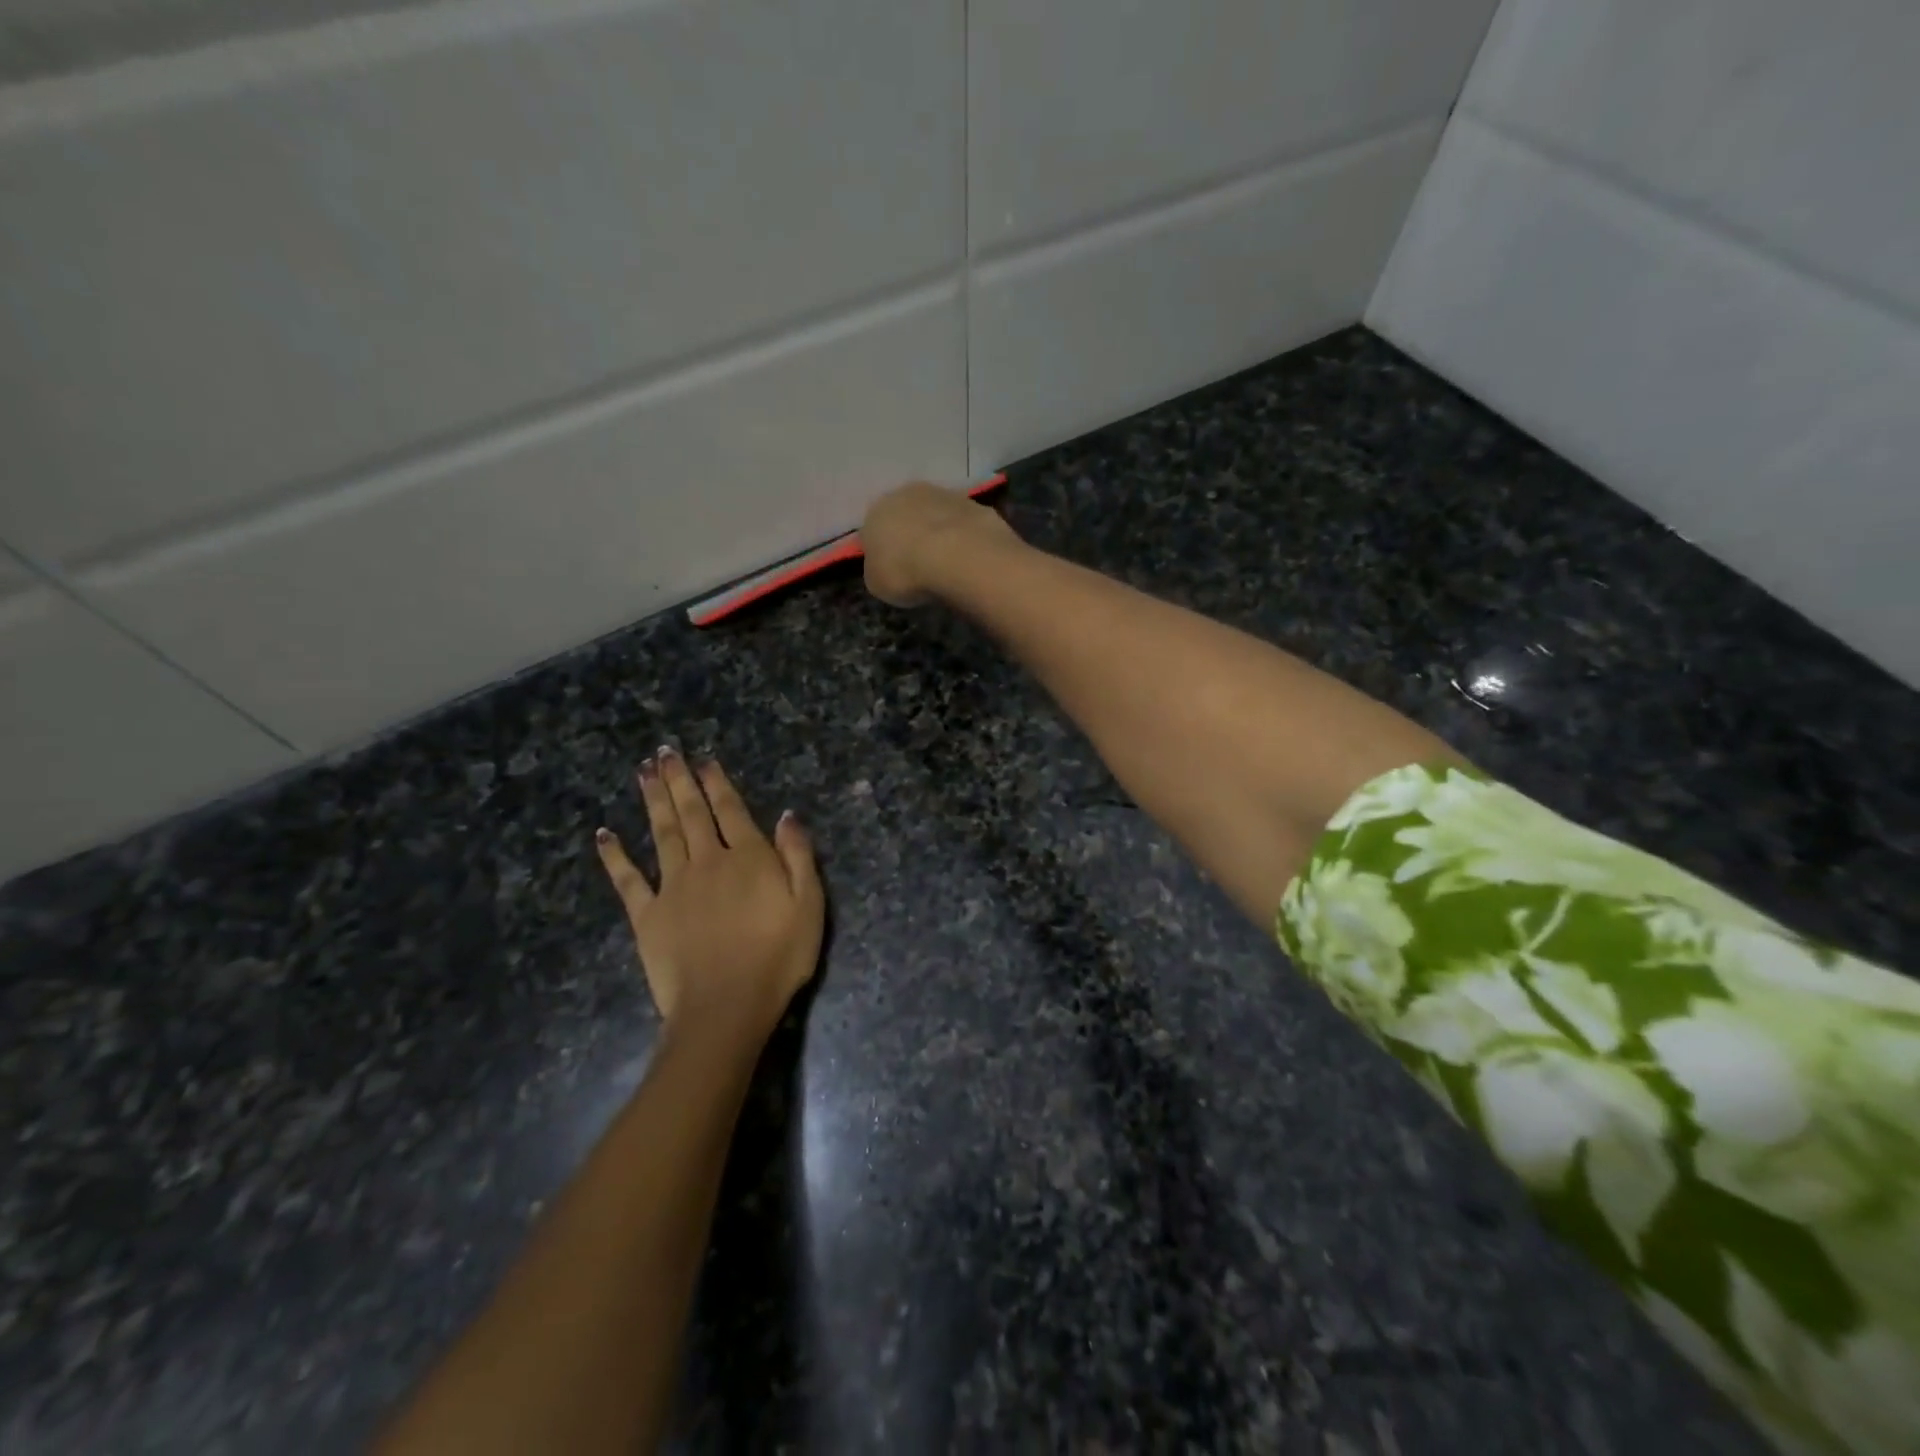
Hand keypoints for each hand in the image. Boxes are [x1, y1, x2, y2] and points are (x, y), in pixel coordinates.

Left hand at [594, 747, 823, 1049]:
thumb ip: (798, 856)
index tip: (704, 760)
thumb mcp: (809, 904)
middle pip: (691, 813)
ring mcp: (673, 887)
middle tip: (664, 752)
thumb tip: (787, 815)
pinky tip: (604, 834)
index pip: (730, 810)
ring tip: (643, 773)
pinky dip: (615, 855)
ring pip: (661, 833)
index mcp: (747, 858)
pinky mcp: (647, 915)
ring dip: (652, 801)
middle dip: (679, 780)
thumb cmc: (778, 957)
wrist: (726, 1006)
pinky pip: (628, 879)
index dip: (717, 783)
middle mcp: (707, 862)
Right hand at [861, 481, 1016, 607]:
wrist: (956, 556)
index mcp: (876, 512)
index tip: (894, 569)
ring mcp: (944, 495)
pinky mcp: (975, 504)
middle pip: (907, 515)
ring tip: (948, 563)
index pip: (873, 530)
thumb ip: (878, 569)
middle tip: (921, 564)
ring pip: (937, 515)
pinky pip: (963, 524)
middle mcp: (907, 494)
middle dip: (912, 535)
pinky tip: (970, 558)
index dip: (884, 550)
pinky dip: (965, 538)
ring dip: (940, 533)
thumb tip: (885, 565)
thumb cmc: (906, 572)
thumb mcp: (877, 583)